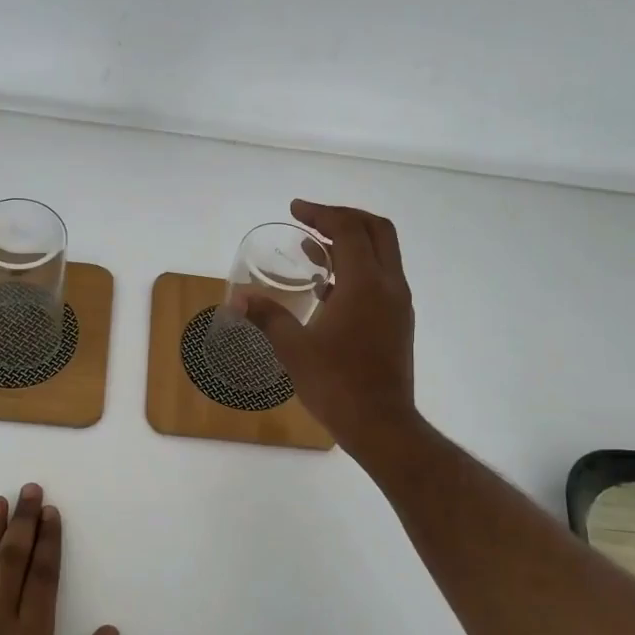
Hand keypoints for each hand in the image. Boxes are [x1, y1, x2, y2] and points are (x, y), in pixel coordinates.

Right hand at [239, 199, 420, 460]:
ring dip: (351, 242)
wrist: (381, 424)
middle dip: (343, 217)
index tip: (294, 210)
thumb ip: (266, 317)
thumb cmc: (336, 384)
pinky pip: (381, 278)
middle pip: (376, 230)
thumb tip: (236, 299)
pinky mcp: (398, 322)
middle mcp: (389, 286)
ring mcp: (398, 304)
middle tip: (311, 219)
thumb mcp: (293, 349)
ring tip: (313, 248)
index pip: (348, 230)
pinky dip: (357, 268)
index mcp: (365, 284)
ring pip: (382, 254)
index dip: (320, 213)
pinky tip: (327, 287)